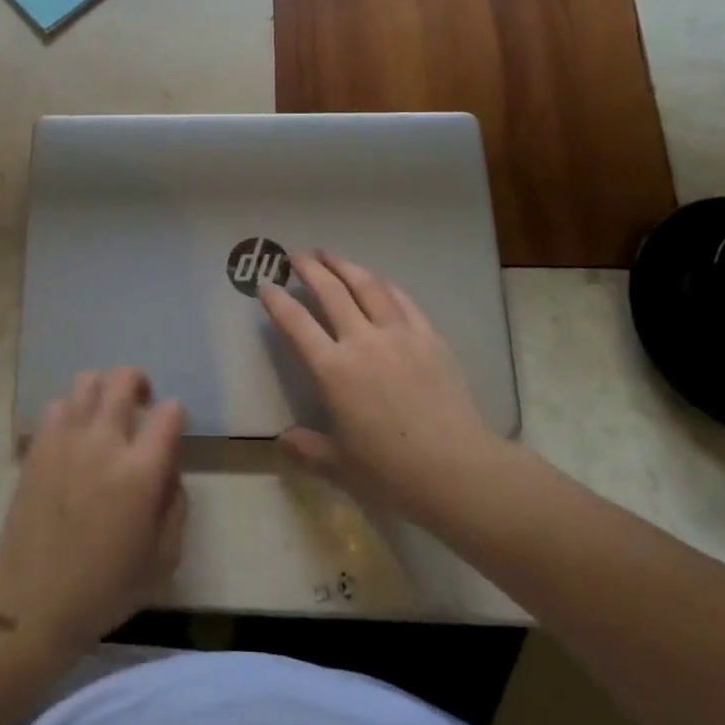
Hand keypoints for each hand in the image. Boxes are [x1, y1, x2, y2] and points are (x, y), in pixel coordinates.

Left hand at [0, 368, 186, 659]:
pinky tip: (76, 434)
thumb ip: (176, 504)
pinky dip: (72, 409)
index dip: (175, 415)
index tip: (171, 430)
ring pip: (88, 382)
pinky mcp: (38, 447)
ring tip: (106, 415)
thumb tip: (168, 468)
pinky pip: (57, 404)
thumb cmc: (105, 588)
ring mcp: (66, 440)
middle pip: (124, 379)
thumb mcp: (163, 558)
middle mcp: (104, 443)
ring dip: (104, 391)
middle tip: (142, 404)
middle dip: (140, 383)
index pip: (168, 413)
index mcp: (140, 472)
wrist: (32, 603)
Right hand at [260, 251, 504, 525]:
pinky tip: (377, 279)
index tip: (265, 285)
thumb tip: (283, 441)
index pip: (296, 324)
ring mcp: (399, 334)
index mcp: (333, 370)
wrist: (458, 469)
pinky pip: (402, 299)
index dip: (277, 302)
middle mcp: (362, 342)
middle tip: (296, 254)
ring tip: (330, 254)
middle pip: (331, 292)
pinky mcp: (429, 336)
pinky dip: (384, 284)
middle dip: (310, 268)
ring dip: (345, 265)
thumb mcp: (340, 465)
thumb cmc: (392, 471)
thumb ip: (308, 448)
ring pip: (367, 285)